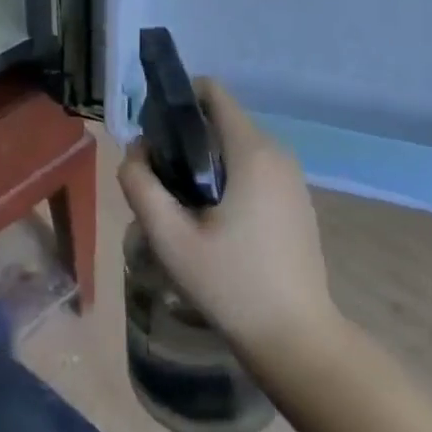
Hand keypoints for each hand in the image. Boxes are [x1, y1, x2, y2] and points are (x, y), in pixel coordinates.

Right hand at [117, 79, 344, 356]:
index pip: (212, 92)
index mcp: (251, 151)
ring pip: (233, 144)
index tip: (153, 135)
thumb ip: (140, 184)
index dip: (175, 101)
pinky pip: (250, 167)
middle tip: (160, 182)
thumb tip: (135, 152)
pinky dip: (224, 176)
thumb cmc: (231, 284)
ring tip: (181, 206)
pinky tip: (211, 221)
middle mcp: (276, 153)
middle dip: (182, 137)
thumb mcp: (169, 237)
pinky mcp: (295, 199)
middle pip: (219, 119)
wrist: (296, 339)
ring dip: (201, 160)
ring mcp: (291, 177)